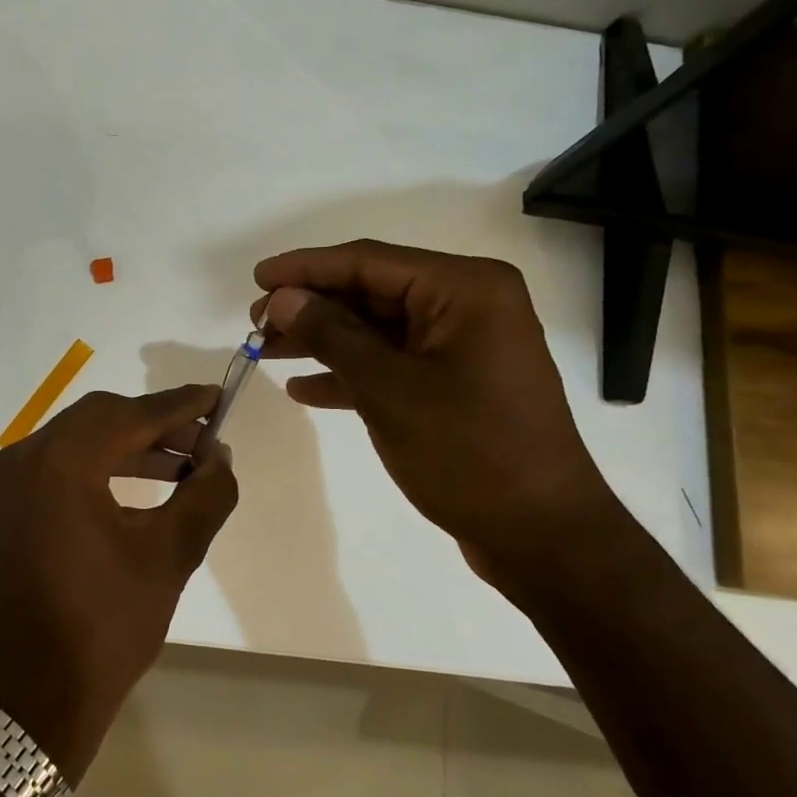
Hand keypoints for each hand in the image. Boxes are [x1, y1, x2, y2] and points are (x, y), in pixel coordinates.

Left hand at [0, 385, 238, 781]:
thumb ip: (205, 495)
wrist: (29, 702)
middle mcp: (23, 460)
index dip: (180, 405)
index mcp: (59, 463)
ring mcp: (7, 487)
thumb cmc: (104, 626)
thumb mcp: (169, 556)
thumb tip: (220, 456)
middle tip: (204, 438)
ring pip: (78, 442)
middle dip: (156, 424)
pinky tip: (139, 485)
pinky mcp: (5, 512)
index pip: (130, 414)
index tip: (218, 397)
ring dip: (130, 446)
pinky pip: (58, 469)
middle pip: (100, 419)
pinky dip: (99, 467)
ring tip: (183, 465)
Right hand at [253, 240, 626, 601]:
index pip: (369, 261)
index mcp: (465, 289)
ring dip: (323, 339)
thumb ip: (332, 335)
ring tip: (266, 349)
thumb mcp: (389, 390)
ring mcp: (462, 346)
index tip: (257, 277)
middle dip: (311, 306)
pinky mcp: (455, 383)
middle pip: (372, 292)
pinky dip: (350, 373)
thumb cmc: (469, 453)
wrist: (541, 535)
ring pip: (377, 329)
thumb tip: (283, 298)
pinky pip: (393, 363)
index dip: (306, 268)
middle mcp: (468, 305)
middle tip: (255, 322)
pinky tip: (304, 388)